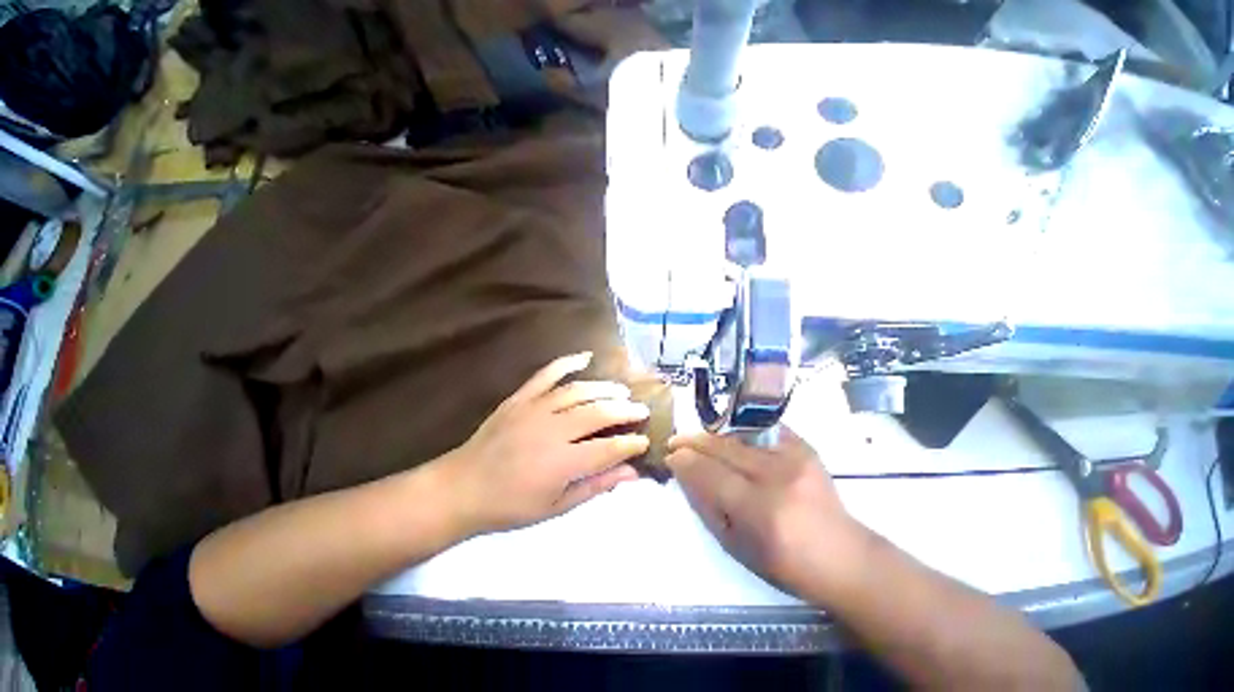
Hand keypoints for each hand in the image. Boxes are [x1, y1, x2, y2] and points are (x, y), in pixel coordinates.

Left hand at [438, 352, 649, 536]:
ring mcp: (535, 408)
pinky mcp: (521, 397)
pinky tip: (586, 357)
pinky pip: (547, 374)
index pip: (608, 448)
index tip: (645, 441)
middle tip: (641, 410)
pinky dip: (567, 362)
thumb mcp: (557, 507)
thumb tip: (631, 473)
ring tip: (622, 391)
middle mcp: (552, 430)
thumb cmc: (511, 506)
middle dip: (626, 411)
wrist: (461, 488)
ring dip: (605, 389)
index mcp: (562, 463)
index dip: (631, 444)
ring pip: (579, 391)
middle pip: (599, 413)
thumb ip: (596, 486)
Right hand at [666, 427, 869, 601]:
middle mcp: (777, 476)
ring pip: (738, 435)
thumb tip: (683, 472)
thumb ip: (705, 504)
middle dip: (692, 441)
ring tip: (699, 440)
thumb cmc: (785, 562)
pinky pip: (761, 429)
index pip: (709, 472)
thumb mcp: (735, 545)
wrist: (844, 556)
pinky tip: (729, 438)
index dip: (684, 460)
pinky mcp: (804, 446)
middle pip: (722, 447)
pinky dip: (739, 432)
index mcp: (760, 511)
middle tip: (675, 441)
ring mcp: (794, 456)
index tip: (670, 456)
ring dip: (712, 435)